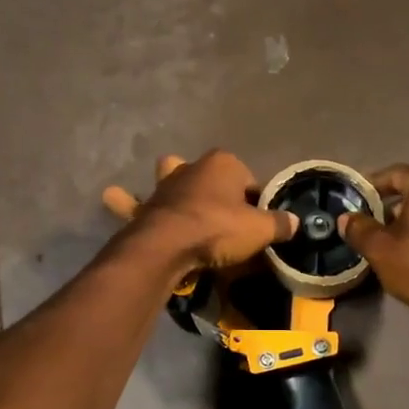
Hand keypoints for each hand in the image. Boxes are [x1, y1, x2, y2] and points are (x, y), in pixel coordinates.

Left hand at [103, 151, 297, 272]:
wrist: (167, 245)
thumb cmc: (218, 229)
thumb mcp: (260, 230)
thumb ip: (279, 224)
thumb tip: (295, 222)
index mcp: (223, 164)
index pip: (248, 180)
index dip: (255, 201)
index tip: (258, 223)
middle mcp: (191, 167)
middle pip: (206, 172)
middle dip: (211, 184)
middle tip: (220, 214)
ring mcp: (164, 185)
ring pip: (166, 175)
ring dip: (168, 182)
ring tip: (171, 197)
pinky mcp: (143, 206)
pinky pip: (132, 202)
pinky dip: (124, 201)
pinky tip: (113, 197)